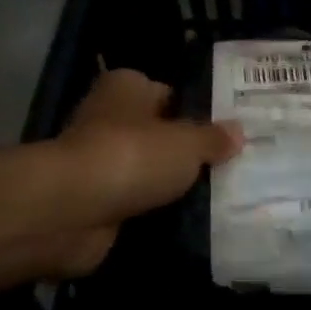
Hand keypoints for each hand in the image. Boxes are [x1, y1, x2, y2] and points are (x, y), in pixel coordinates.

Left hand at [50, 68, 241, 275]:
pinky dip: (154, 212)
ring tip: (219, 197)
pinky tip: (188, 222)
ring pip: (147, 170)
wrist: (72, 210)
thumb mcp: (187, 143)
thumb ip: (213, 138)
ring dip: (170, 185)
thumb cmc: (132, 156)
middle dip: (186, 152)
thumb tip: (238, 132)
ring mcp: (99, 161)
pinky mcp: (94, 201)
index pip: (169, 93)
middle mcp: (109, 118)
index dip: (197, 112)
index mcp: (127, 87)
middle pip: (158, 133)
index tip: (228, 133)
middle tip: (231, 166)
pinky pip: (135, 203)